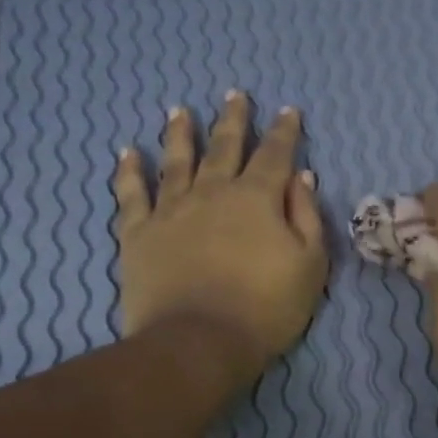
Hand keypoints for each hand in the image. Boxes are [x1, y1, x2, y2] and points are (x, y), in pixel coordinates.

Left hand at [112, 91, 327, 377]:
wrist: (200, 341)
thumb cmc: (266, 307)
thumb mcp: (309, 264)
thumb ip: (306, 216)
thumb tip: (302, 177)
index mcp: (257, 198)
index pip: (275, 154)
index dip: (283, 131)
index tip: (288, 111)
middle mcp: (213, 191)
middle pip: (224, 147)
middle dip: (233, 120)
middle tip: (235, 95)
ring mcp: (171, 210)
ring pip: (177, 160)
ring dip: (180, 133)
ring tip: (180, 110)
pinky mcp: (138, 233)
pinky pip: (131, 194)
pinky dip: (130, 171)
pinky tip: (128, 152)